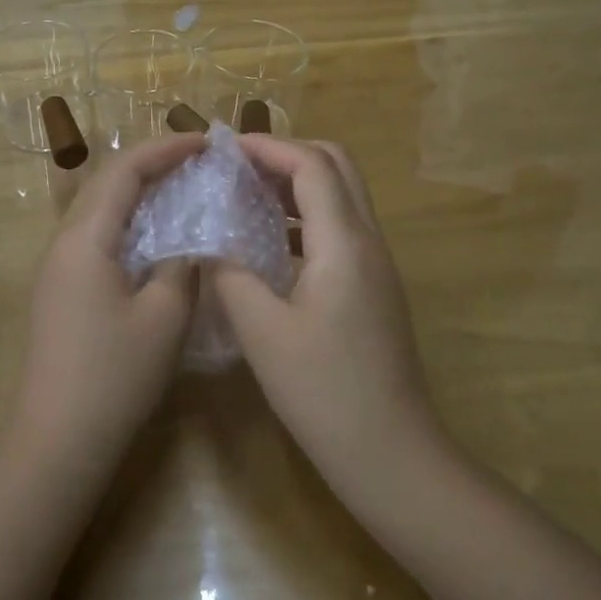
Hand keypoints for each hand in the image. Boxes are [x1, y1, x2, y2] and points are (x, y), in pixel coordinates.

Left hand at [7, 133, 204, 485]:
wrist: (56, 441)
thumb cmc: (113, 377)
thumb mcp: (164, 318)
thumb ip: (182, 267)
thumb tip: (190, 243)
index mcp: (85, 238)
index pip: (125, 170)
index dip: (166, 148)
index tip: (207, 142)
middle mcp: (64, 242)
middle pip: (106, 181)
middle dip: (152, 162)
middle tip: (198, 161)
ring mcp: (57, 267)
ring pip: (99, 208)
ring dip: (139, 190)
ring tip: (182, 188)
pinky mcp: (60, 290)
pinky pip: (97, 235)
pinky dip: (129, 221)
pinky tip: (157, 237)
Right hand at [211, 136, 453, 517]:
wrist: (391, 452)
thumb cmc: (323, 391)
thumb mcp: (262, 331)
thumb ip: (230, 274)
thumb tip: (209, 242)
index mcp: (343, 242)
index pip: (311, 164)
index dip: (268, 147)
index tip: (223, 149)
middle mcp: (368, 240)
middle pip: (336, 166)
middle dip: (287, 154)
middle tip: (238, 167)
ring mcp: (377, 264)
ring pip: (342, 196)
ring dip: (298, 184)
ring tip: (247, 195)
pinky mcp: (374, 286)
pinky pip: (341, 227)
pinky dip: (306, 215)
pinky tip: (271, 242)